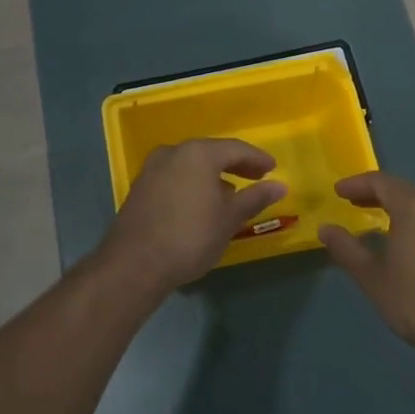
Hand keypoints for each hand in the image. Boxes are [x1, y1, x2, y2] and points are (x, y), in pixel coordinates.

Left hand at [99, 139, 287, 291]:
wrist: (135, 264)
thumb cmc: (190, 237)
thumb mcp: (229, 219)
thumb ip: (255, 198)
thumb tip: (280, 186)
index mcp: (198, 153)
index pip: (235, 149)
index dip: (257, 158)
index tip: (273, 169)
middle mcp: (173, 152)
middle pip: (211, 153)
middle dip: (235, 165)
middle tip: (257, 176)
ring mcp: (152, 169)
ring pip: (191, 165)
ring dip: (213, 175)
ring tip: (231, 193)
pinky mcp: (141, 187)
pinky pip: (175, 177)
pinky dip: (193, 183)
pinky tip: (202, 203)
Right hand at [319, 171, 414, 362]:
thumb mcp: (373, 278)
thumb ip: (347, 250)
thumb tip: (325, 228)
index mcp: (414, 206)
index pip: (381, 182)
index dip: (357, 184)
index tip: (338, 191)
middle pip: (404, 188)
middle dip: (377, 192)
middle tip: (356, 202)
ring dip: (401, 203)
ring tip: (384, 216)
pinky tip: (412, 238)